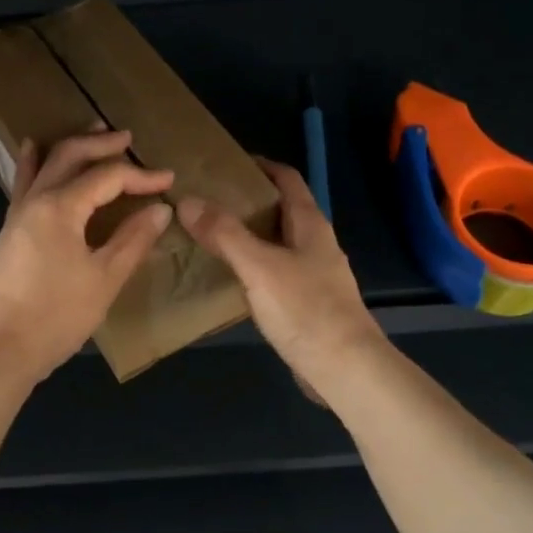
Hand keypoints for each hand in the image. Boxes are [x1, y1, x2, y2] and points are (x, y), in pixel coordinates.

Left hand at [0, 129, 174, 383]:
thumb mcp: (104, 279)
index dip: (140, 176)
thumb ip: (133, 240)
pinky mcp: (9, 231)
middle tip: (127, 137)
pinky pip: (25, 183)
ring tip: (90, 132)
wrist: (0, 349)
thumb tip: (159, 209)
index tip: (168, 180)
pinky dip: (36, 163)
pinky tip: (35, 152)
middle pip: (69, 155)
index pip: (107, 177)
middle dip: (101, 144)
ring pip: (44, 164)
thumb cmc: (57, 316)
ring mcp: (17, 214)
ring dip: (70, 146)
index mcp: (60, 207)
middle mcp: (35, 200)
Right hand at [178, 158, 384, 392]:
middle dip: (246, 200)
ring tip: (207, 234)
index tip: (224, 163)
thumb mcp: (259, 266)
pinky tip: (227, 277)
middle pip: (280, 210)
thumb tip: (187, 200)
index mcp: (310, 225)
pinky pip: (273, 272)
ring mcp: (313, 275)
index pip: (287, 179)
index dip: (260, 165)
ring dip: (246, 235)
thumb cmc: (306, 310)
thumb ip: (224, 234)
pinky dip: (250, 266)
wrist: (345, 370)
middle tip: (205, 199)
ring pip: (276, 242)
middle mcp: (315, 244)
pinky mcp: (306, 303)